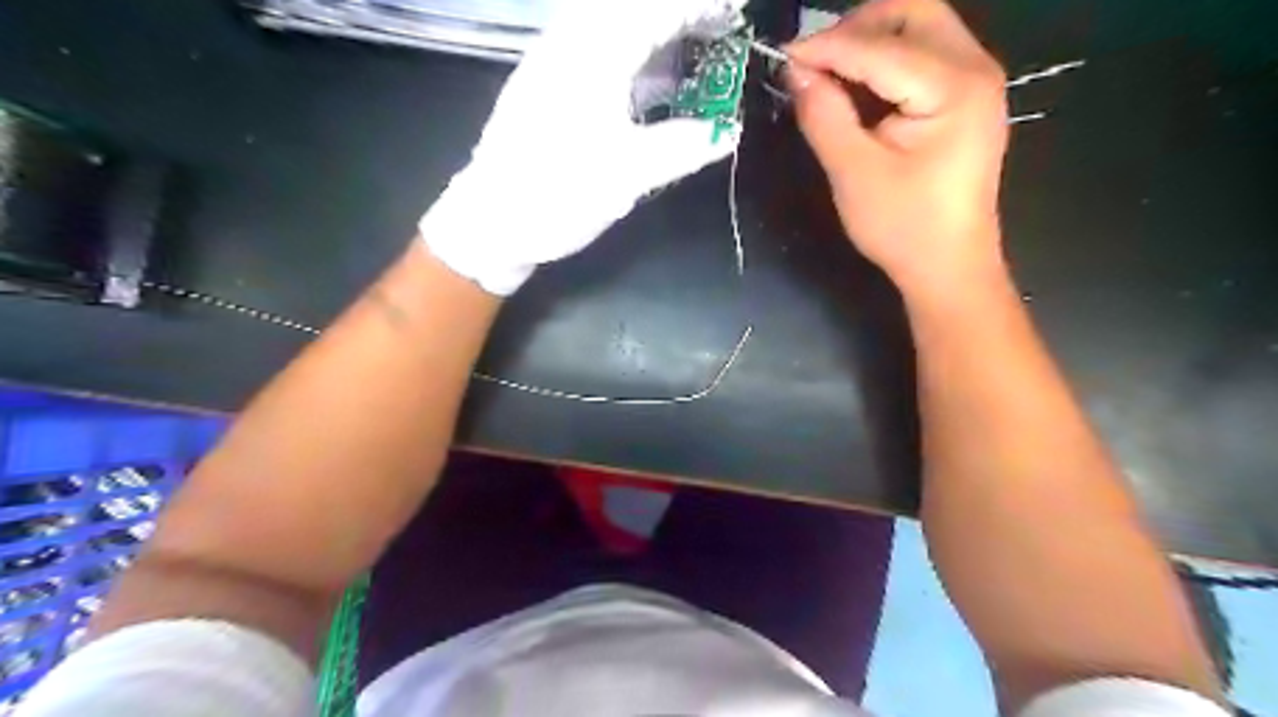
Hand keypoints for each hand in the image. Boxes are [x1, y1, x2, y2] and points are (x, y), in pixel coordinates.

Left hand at [420, 0, 745, 297]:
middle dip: (678, 15)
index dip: (699, 7)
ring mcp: (552, 62)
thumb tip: (727, 130)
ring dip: (654, 32)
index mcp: (593, 57)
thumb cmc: (557, 195)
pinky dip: (631, 55)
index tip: (734, 13)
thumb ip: (682, 147)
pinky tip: (650, 83)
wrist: (489, 222)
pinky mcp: (545, 85)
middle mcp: (569, 45)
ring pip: (610, 24)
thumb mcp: (627, 176)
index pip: (655, 9)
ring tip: (693, 54)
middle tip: (717, 33)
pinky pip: (596, 49)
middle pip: (631, 8)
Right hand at [792, 0, 1008, 296]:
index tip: (782, 58)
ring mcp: (977, 81)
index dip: (826, 48)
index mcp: (953, 88)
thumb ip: (824, 116)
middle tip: (815, 61)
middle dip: (857, 26)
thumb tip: (796, 72)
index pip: (879, 47)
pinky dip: (887, 59)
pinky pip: (926, 55)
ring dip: (872, 40)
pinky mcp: (968, 98)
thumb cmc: (903, 227)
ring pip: (921, 28)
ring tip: (831, 74)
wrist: (948, 267)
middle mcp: (975, 69)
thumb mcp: (853, 173)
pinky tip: (859, 88)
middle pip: (914, 12)